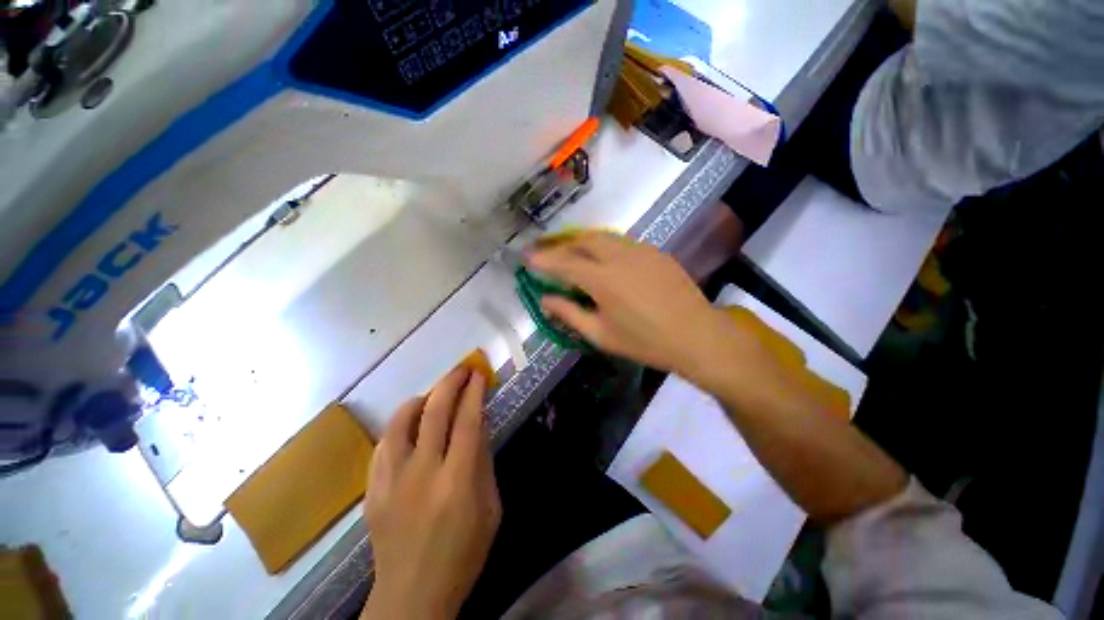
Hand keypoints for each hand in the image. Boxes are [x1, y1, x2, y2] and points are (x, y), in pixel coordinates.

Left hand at [361, 368, 500, 619]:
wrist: (413, 595)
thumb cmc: (464, 553)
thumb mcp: (490, 507)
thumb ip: (484, 461)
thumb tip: (479, 422)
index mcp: (457, 481)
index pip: (467, 420)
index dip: (474, 392)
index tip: (479, 374)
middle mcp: (422, 473)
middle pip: (434, 411)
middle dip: (450, 383)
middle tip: (461, 370)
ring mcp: (391, 480)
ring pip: (401, 421)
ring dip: (421, 399)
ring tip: (434, 394)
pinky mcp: (372, 490)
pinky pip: (384, 443)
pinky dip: (400, 425)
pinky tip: (410, 424)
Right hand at [527, 233, 756, 386]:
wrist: (697, 336)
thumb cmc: (645, 342)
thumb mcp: (601, 335)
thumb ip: (570, 314)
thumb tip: (545, 300)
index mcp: (603, 279)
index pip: (564, 263)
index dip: (543, 259)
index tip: (527, 257)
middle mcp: (619, 256)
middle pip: (582, 241)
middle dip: (561, 245)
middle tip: (549, 255)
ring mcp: (640, 250)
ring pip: (603, 237)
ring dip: (582, 242)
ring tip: (571, 253)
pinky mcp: (655, 252)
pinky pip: (622, 242)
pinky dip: (604, 246)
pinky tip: (603, 259)